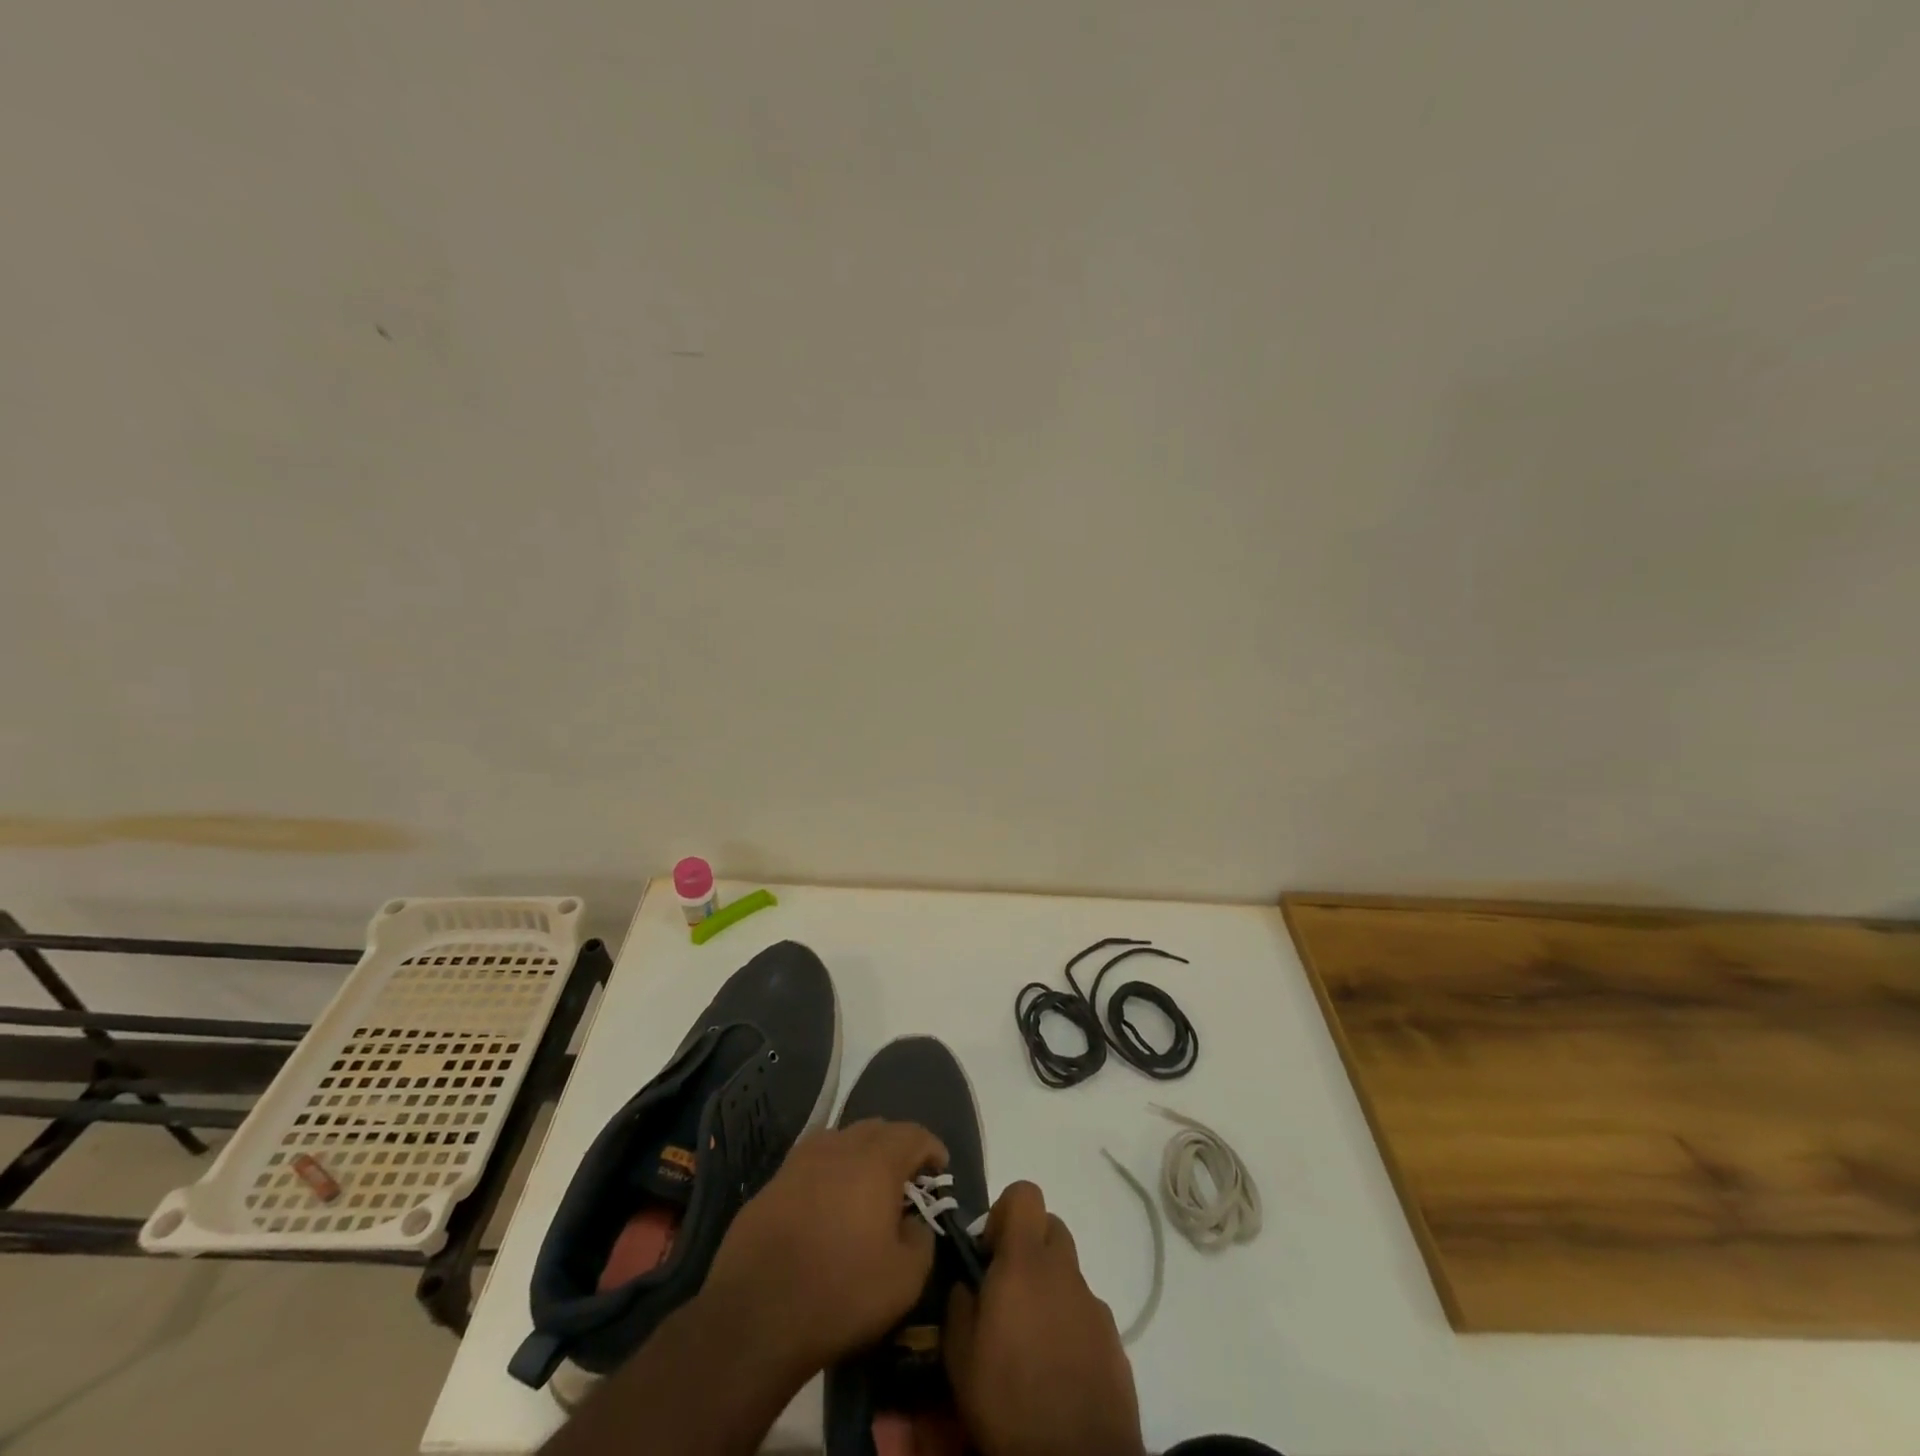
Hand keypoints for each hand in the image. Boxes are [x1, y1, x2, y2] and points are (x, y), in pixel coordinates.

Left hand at [703, 1118, 947, 1375]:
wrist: (754, 1316)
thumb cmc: (840, 1294)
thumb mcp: (904, 1280)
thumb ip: (922, 1241)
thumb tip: (915, 1222)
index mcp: (876, 1161)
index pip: (913, 1134)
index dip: (931, 1148)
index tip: (940, 1170)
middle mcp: (839, 1147)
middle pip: (877, 1129)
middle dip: (897, 1148)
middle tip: (906, 1181)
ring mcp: (801, 1161)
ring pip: (841, 1140)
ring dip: (860, 1155)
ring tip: (865, 1188)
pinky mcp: (773, 1182)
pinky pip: (812, 1162)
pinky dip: (828, 1172)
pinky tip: (827, 1203)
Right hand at [945, 1181, 1145, 1455]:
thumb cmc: (1010, 1402)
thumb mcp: (960, 1356)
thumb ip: (960, 1304)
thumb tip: (967, 1282)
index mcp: (1025, 1262)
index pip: (1025, 1193)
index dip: (1005, 1212)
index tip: (989, 1252)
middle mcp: (1064, 1271)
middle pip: (1050, 1229)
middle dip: (1028, 1248)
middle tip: (1008, 1292)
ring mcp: (1094, 1304)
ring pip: (1068, 1274)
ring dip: (1049, 1290)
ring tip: (1030, 1341)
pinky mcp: (1115, 1340)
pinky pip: (1086, 1313)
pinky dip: (1070, 1326)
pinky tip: (1057, 1369)